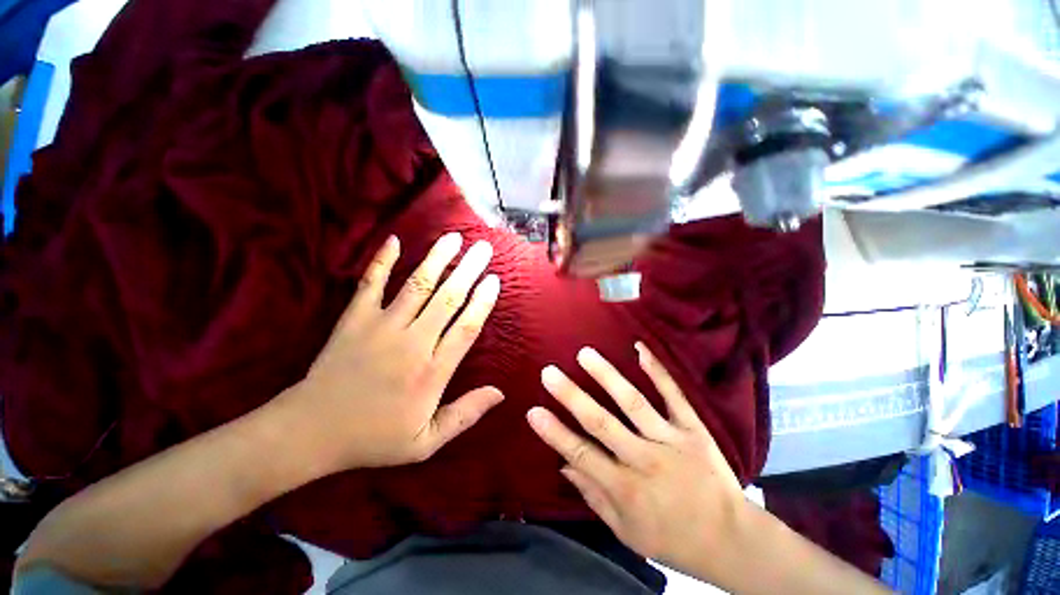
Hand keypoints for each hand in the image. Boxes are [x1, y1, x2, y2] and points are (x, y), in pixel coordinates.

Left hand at [279, 232, 503, 470]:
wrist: (310, 432)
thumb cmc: (373, 438)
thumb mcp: (426, 442)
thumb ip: (465, 415)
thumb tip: (500, 393)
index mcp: (431, 372)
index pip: (466, 328)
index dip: (482, 302)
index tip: (494, 280)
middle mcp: (412, 342)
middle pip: (447, 299)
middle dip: (468, 270)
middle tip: (484, 249)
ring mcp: (381, 327)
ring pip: (417, 285)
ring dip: (437, 259)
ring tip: (454, 238)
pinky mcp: (354, 319)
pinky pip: (370, 283)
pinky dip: (381, 261)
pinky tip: (394, 240)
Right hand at [526, 344, 748, 576]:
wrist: (732, 539)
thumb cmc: (673, 539)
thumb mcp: (628, 532)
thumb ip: (594, 497)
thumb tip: (564, 467)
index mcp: (626, 489)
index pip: (582, 455)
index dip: (555, 433)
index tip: (533, 411)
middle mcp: (645, 460)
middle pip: (601, 423)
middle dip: (572, 396)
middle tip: (550, 373)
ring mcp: (671, 440)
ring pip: (633, 403)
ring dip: (606, 376)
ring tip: (585, 355)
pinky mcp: (693, 429)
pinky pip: (673, 395)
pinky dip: (657, 371)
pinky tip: (640, 349)